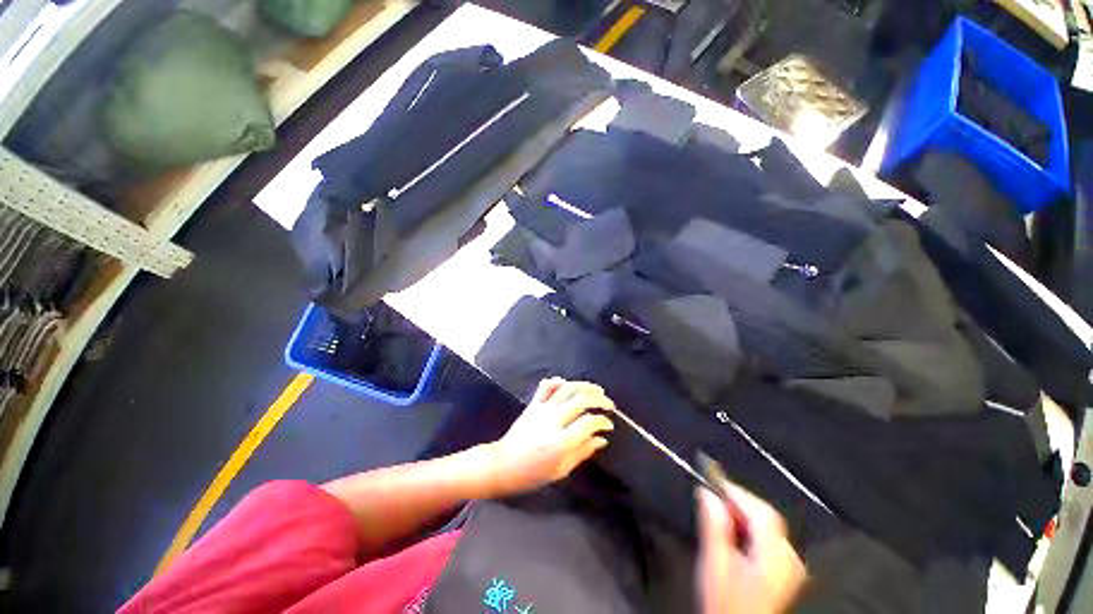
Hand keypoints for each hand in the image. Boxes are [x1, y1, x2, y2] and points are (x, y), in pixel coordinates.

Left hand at [487, 378, 614, 495]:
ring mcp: (542, 409)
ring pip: (567, 388)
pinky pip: (546, 386)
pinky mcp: (533, 404)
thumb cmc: (533, 474)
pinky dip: (558, 382)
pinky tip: (567, 383)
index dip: (603, 421)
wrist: (503, 465)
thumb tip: (602, 438)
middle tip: (609, 404)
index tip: (609, 425)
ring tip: (597, 390)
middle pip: (581, 400)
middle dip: (599, 399)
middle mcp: (553, 420)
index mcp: (561, 442)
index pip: (589, 423)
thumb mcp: (561, 470)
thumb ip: (583, 451)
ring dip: (584, 386)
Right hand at [696, 479, 805, 613]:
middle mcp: (788, 558)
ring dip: (743, 512)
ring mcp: (790, 566)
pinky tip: (734, 529)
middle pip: (767, 516)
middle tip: (712, 493)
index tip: (711, 477)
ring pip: (767, 525)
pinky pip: (768, 537)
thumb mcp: (715, 563)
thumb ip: (714, 525)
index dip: (736, 491)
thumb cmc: (725, 601)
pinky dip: (750, 526)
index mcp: (775, 556)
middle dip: (739, 500)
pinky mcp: (785, 571)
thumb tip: (706, 492)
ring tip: (719, 509)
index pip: (760, 511)